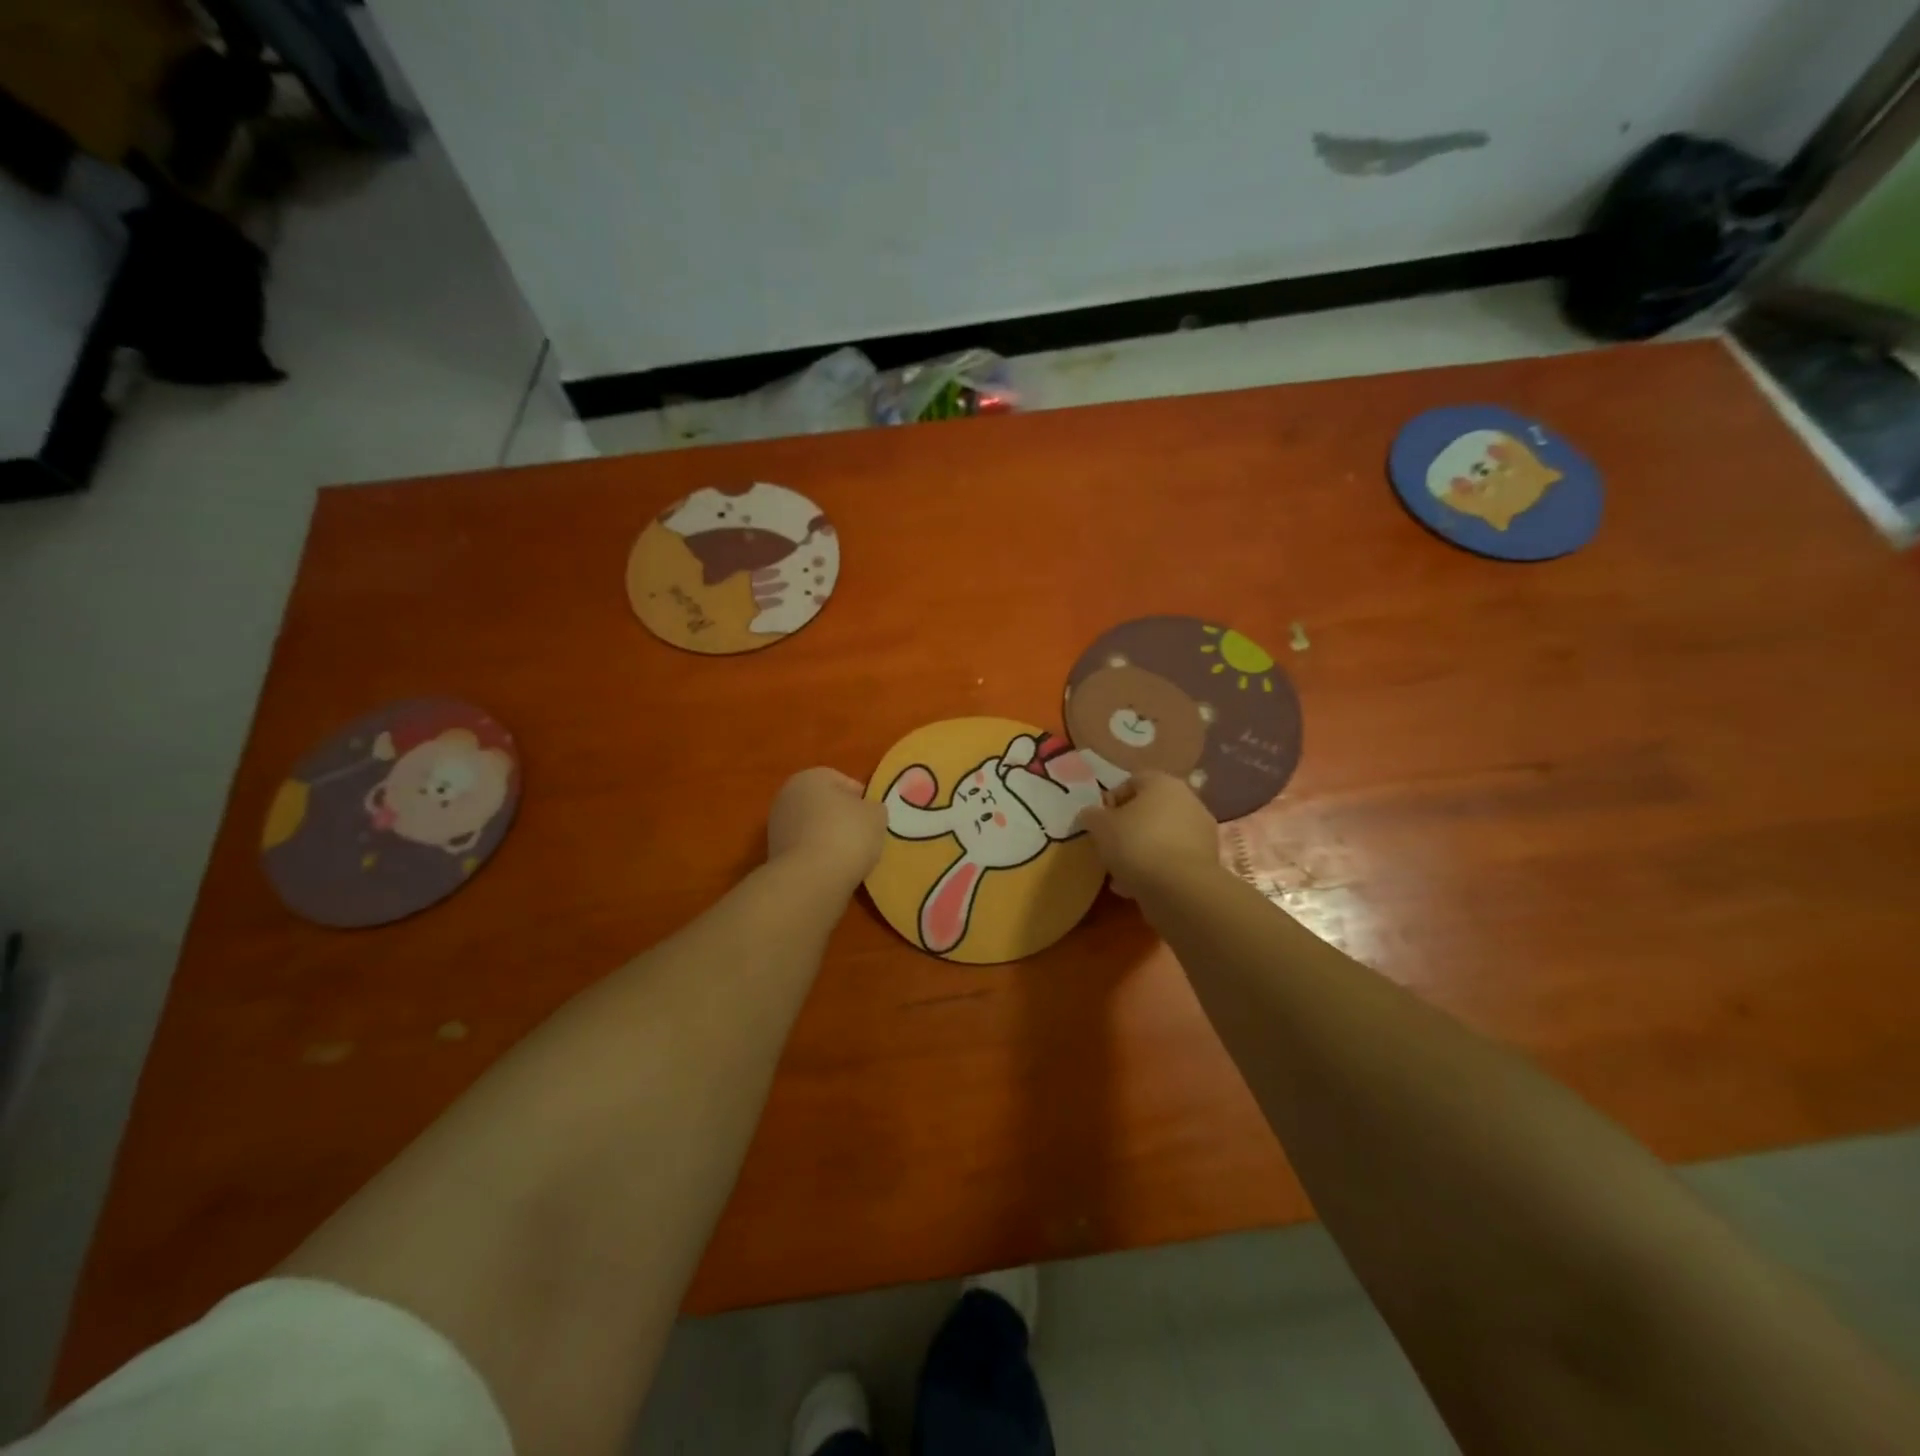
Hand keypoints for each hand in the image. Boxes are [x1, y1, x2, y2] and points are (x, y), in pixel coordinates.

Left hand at [767, 767, 885, 891]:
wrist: (811, 879)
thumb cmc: (847, 835)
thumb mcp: (876, 815)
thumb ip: (873, 808)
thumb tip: (866, 812)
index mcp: (811, 777)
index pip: (844, 782)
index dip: (863, 800)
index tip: (873, 819)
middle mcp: (787, 796)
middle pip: (825, 805)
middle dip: (843, 819)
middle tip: (864, 837)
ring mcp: (777, 826)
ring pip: (814, 828)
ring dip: (830, 839)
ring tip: (850, 858)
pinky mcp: (774, 855)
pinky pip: (806, 850)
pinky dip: (818, 857)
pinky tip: (833, 870)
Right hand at [1074, 770, 1219, 898]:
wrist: (1179, 888)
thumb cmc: (1136, 844)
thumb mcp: (1100, 827)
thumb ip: (1092, 816)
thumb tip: (1091, 814)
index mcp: (1162, 782)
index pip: (1132, 782)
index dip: (1111, 801)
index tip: (1099, 823)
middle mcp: (1188, 799)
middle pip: (1150, 810)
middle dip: (1129, 827)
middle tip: (1110, 846)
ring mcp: (1202, 830)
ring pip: (1163, 836)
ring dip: (1143, 849)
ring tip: (1121, 873)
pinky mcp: (1208, 860)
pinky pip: (1174, 858)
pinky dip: (1158, 867)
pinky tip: (1138, 886)